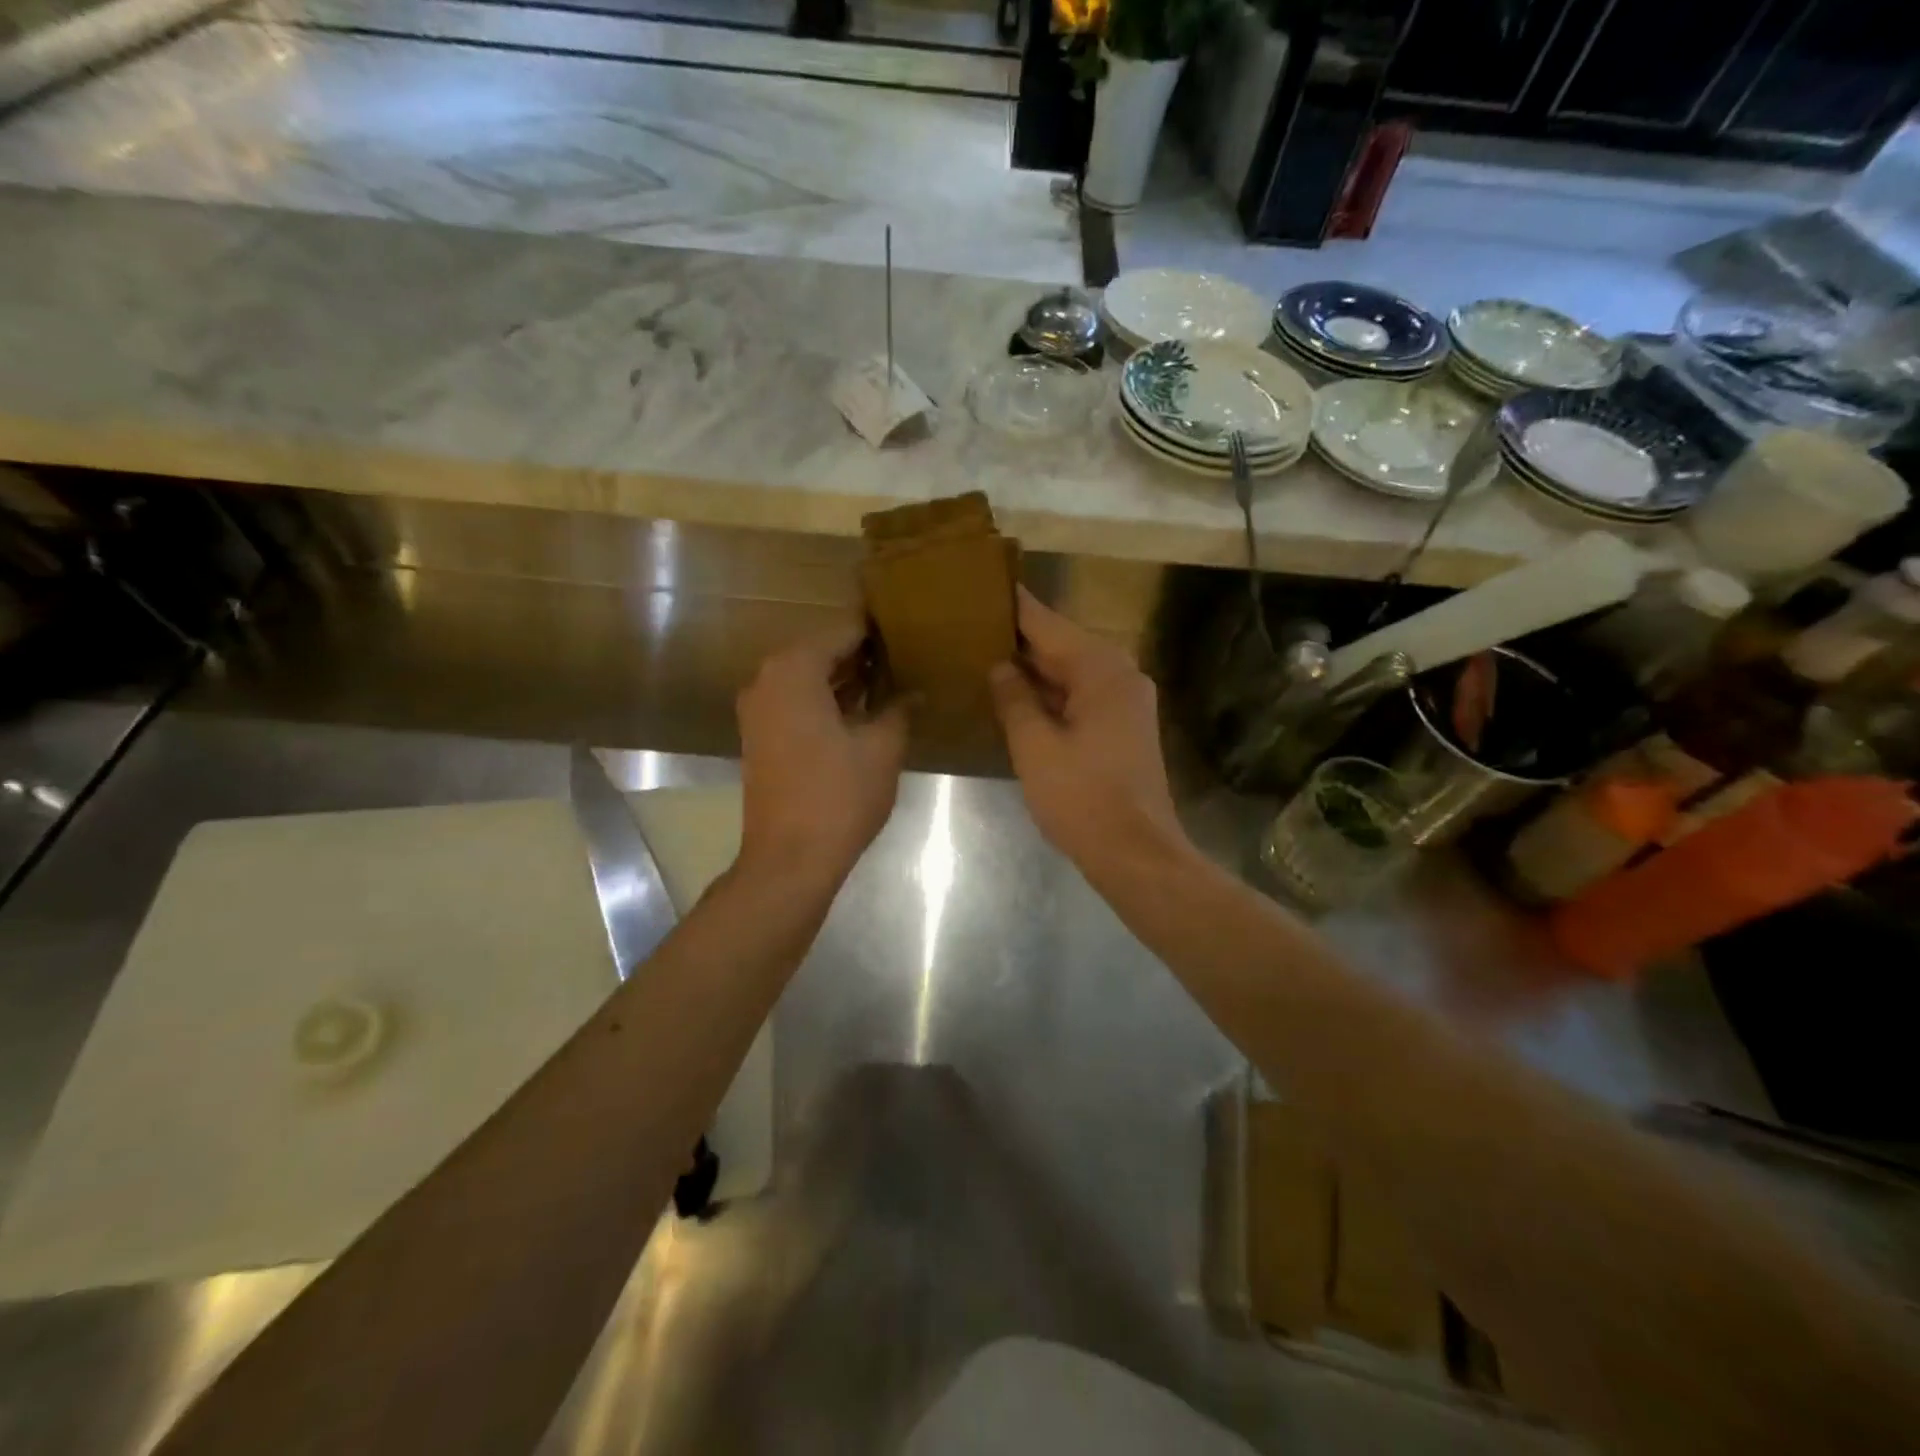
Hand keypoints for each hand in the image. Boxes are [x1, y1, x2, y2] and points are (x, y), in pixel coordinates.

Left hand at [736, 622, 908, 885]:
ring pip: (807, 679)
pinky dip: (824, 701)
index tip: (907, 631)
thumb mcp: (882, 748)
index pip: (843, 633)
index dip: (877, 633)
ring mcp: (757, 710)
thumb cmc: (839, 795)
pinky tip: (860, 713)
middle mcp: (766, 679)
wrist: (790, 858)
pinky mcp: (758, 736)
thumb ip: (899, 709)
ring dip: (843, 681)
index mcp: (794, 670)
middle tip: (903, 658)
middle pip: (820, 652)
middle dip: (861, 657)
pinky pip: (795, 703)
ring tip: (889, 683)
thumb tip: (915, 693)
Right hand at [989, 588, 1187, 878]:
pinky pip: (1078, 696)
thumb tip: (1000, 666)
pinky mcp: (1121, 727)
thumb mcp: (1035, 747)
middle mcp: (1119, 675)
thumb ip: (1014, 699)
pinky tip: (1014, 696)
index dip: (1012, 606)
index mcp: (1101, 669)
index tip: (979, 586)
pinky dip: (1049, 694)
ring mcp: (1124, 702)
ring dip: (1032, 668)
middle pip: (1061, 645)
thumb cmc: (1082, 798)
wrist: (1135, 853)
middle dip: (1018, 638)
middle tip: (969, 625)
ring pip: (1069, 672)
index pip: (1047, 623)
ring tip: (981, 654)